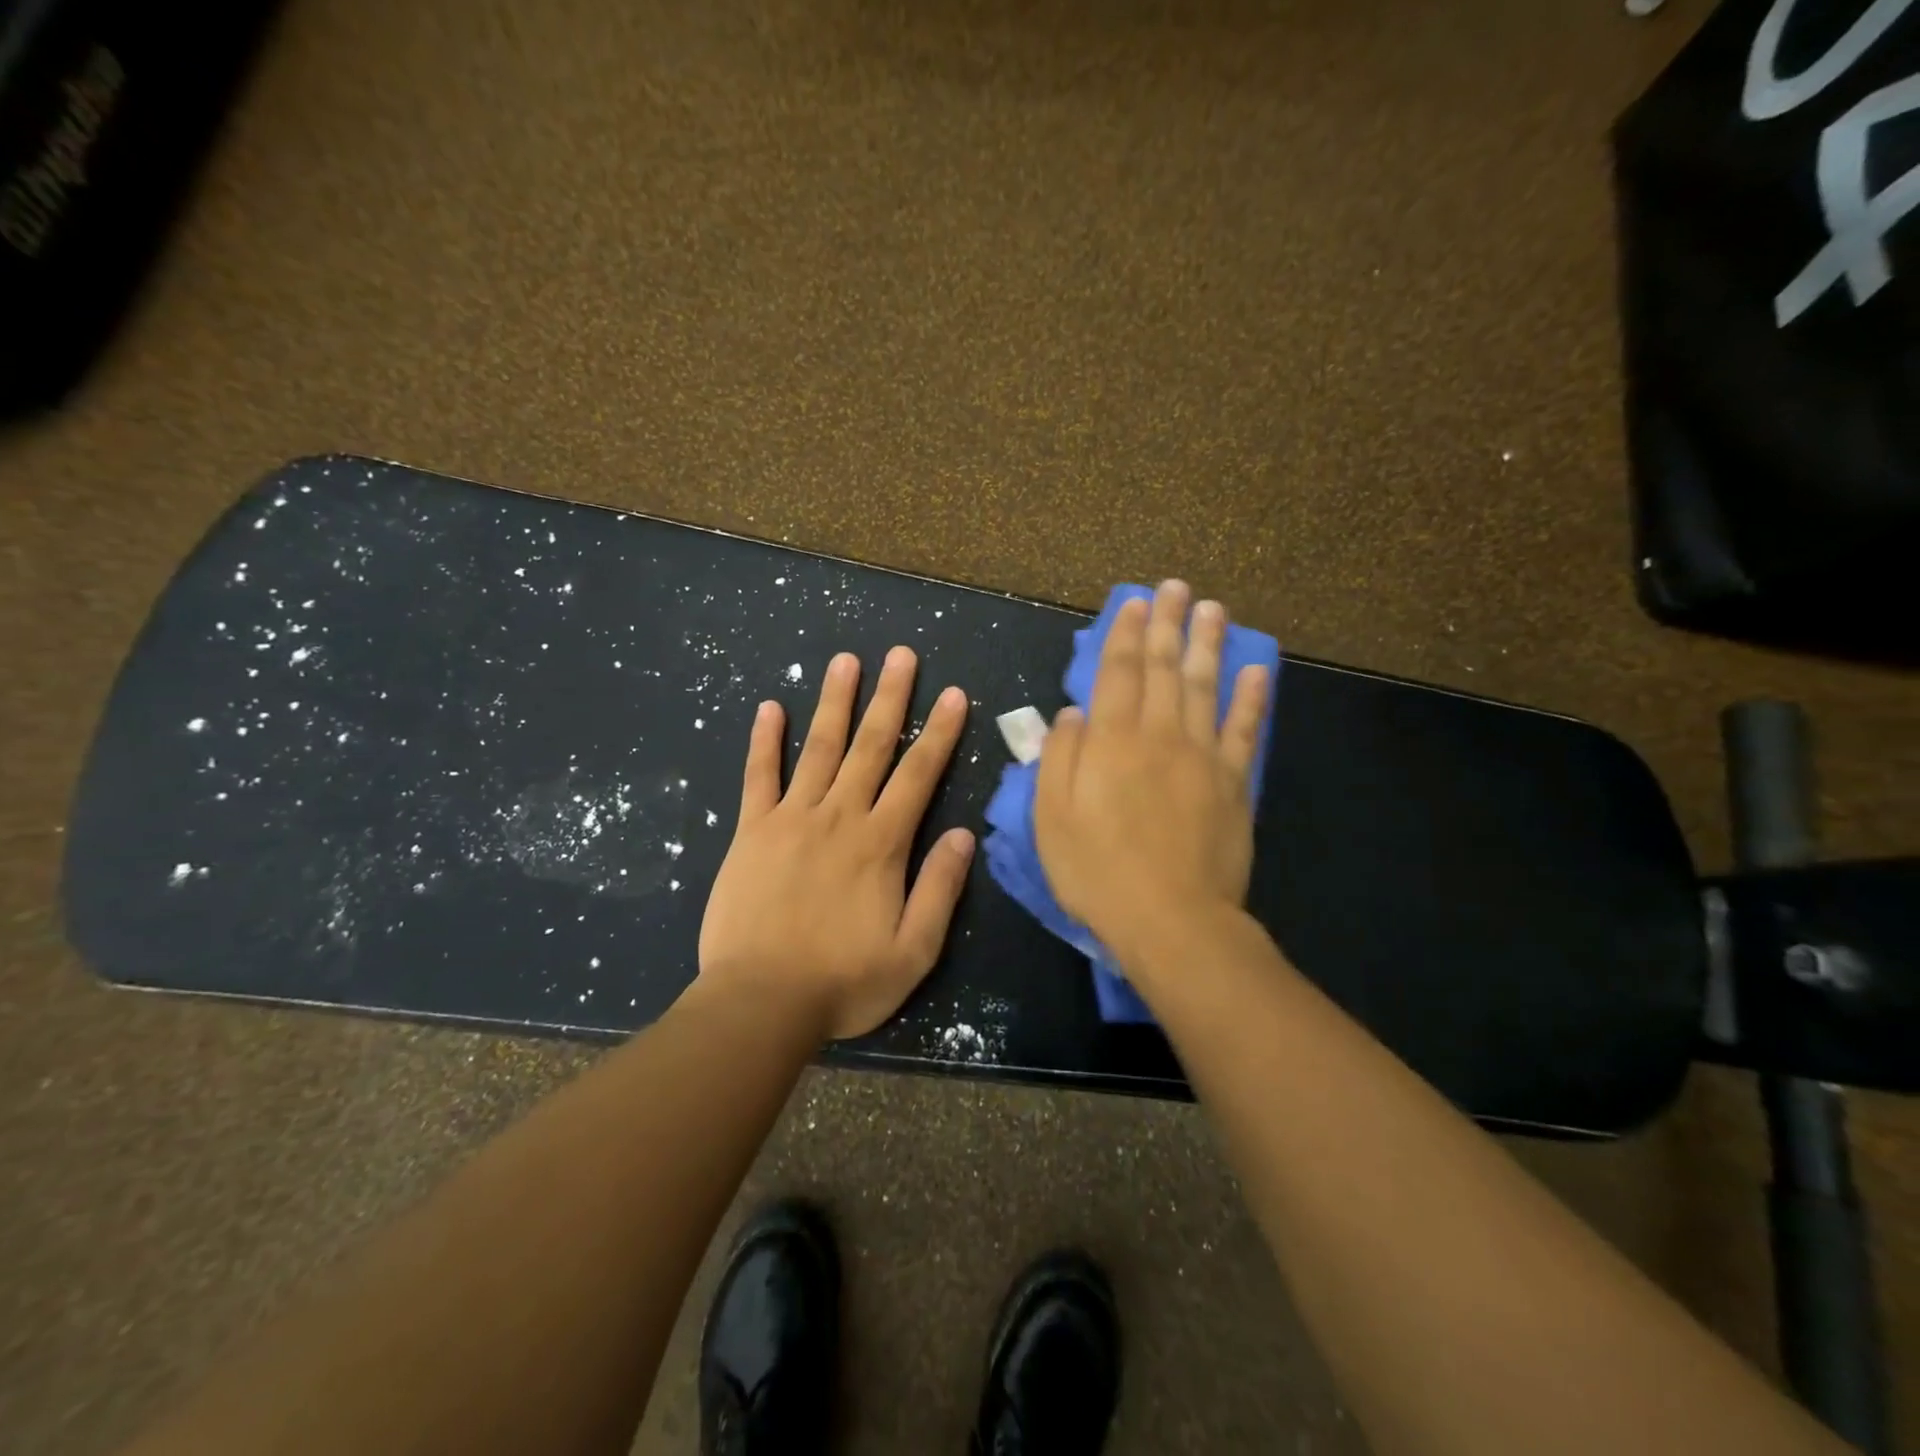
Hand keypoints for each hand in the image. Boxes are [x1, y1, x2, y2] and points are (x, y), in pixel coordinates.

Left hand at [699, 647, 974, 1040]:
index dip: (940, 733)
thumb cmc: (843, 982)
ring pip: (819, 748)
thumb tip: (964, 835)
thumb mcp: (913, 951)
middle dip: (891, 698)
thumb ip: (940, 888)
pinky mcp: (752, 831)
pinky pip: (759, 777)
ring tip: (846, 661)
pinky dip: (765, 741)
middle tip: (901, 655)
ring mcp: (791, 819)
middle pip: (870, 746)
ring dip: (835, 702)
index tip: (954, 695)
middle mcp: (839, 817)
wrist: (760, 1003)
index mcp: (881, 843)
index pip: (918, 775)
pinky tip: (771, 708)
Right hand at [1034, 580, 1269, 961]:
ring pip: (1206, 687)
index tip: (1135, 603)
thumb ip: (1060, 757)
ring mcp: (1203, 756)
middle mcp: (1159, 735)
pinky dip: (1251, 697)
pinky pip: (1244, 730)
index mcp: (1111, 741)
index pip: (1118, 673)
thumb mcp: (1051, 817)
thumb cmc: (1097, 871)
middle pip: (1166, 669)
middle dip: (1169, 624)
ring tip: (1214, 609)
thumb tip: (1073, 713)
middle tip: (1177, 587)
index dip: (1125, 635)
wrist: (1171, 920)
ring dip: (1209, 644)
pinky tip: (1257, 669)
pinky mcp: (1234, 783)